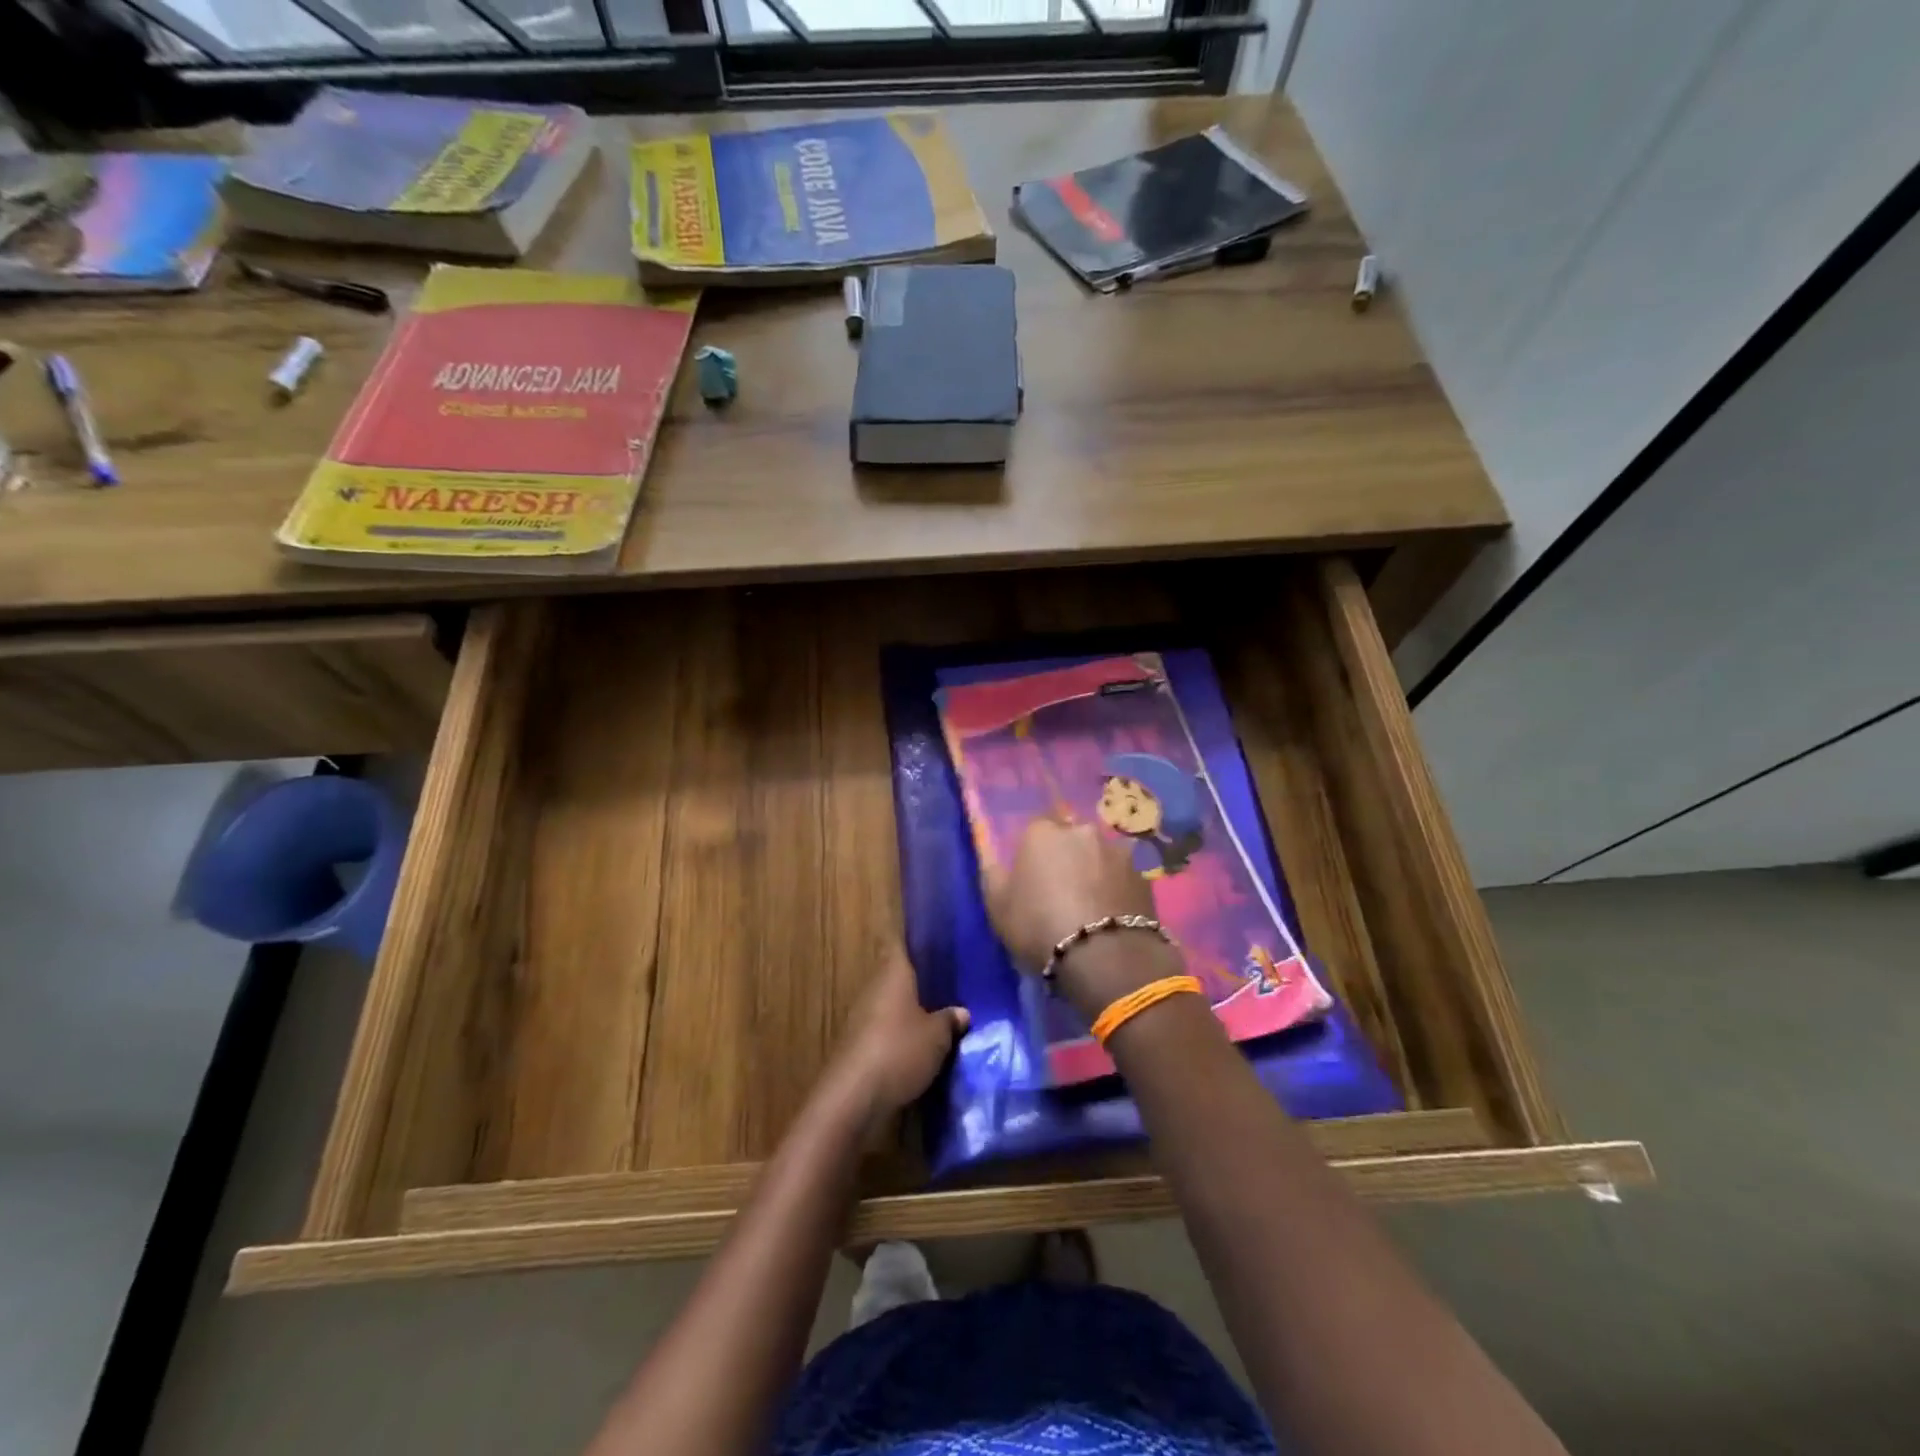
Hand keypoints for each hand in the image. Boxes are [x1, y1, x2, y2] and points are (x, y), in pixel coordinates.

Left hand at [827, 941, 968, 1126]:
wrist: (853, 1097)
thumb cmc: (899, 1051)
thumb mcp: (937, 1036)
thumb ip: (950, 1019)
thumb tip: (962, 1011)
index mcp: (893, 973)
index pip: (903, 944)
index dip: (920, 941)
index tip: (940, 940)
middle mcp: (875, 988)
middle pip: (899, 975)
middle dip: (922, 980)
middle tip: (951, 983)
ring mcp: (863, 1016)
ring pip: (893, 1004)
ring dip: (912, 1010)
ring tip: (942, 1015)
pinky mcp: (859, 1044)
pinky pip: (886, 1029)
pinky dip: (902, 1033)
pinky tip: (922, 1045)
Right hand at [981, 818, 1179, 1014]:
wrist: (1103, 956)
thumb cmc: (1038, 926)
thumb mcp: (997, 906)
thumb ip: (993, 874)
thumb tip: (992, 856)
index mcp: (1042, 832)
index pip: (1033, 831)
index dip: (1032, 854)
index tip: (1031, 879)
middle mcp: (1081, 830)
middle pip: (1070, 838)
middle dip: (1067, 857)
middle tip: (1061, 891)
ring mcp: (1116, 851)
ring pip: (1099, 856)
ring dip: (1094, 871)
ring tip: (1091, 906)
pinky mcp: (1143, 876)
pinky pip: (1121, 878)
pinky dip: (1116, 889)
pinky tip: (1112, 916)